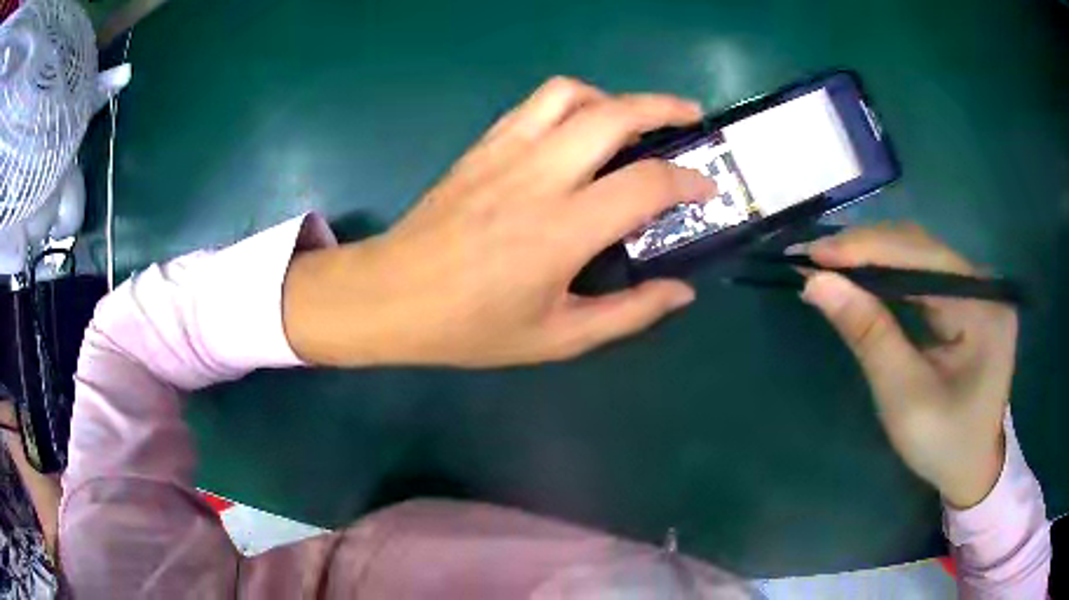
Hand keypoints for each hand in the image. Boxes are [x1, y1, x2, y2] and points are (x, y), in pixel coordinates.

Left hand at [283, 77, 713, 366]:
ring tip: (632, 121)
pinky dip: (570, 103)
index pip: (647, 184)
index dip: (689, 181)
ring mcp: (506, 151)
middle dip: (664, 107)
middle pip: (614, 114)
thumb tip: (681, 292)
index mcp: (563, 229)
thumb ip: (627, 314)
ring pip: (570, 93)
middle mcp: (539, 175)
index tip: (707, 188)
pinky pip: (535, 105)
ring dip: (612, 97)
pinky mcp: (482, 146)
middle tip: (691, 118)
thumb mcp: (556, 338)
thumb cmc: (470, 326)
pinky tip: (578, 129)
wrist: (391, 295)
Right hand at [801, 224, 1015, 508]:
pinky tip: (862, 277)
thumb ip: (868, 334)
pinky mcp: (966, 298)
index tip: (813, 254)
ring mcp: (976, 288)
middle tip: (812, 258)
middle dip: (865, 249)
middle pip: (920, 247)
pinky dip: (887, 274)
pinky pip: (922, 273)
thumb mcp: (903, 397)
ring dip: (872, 257)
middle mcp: (983, 284)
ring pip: (918, 254)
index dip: (866, 248)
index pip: (921, 256)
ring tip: (828, 264)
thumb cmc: (942, 443)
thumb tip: (817, 283)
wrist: (971, 468)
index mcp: (982, 307)